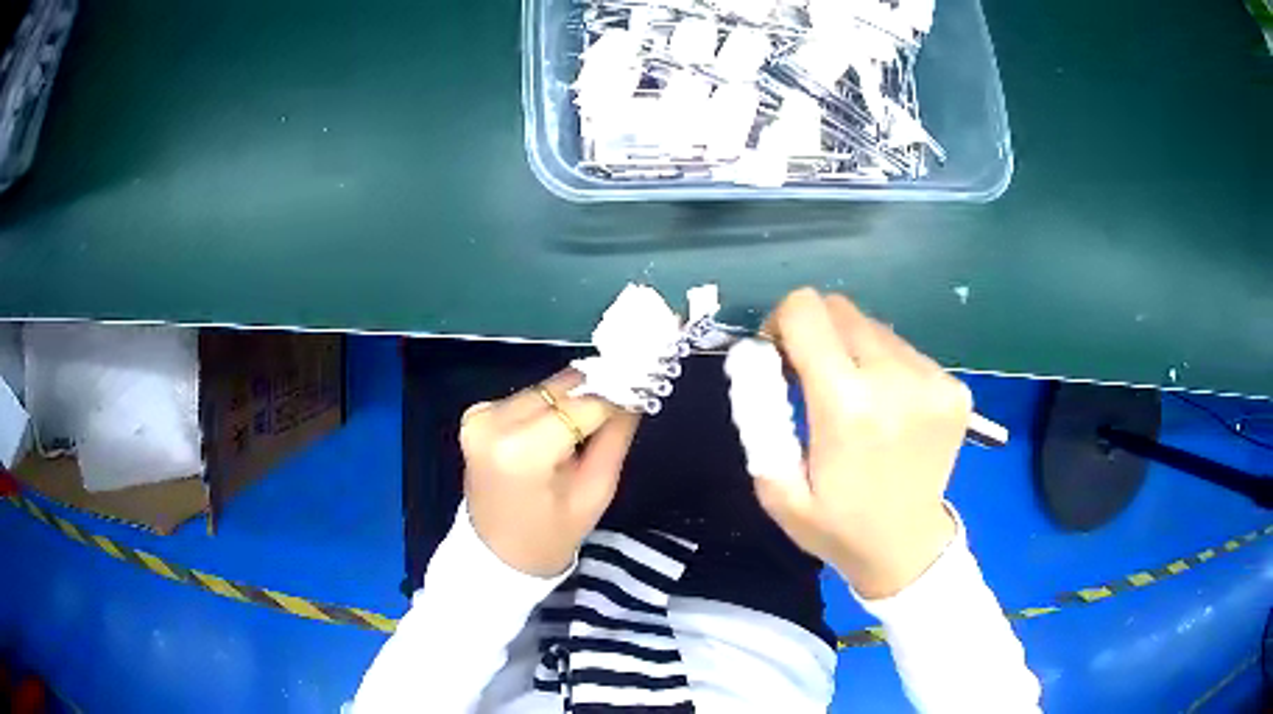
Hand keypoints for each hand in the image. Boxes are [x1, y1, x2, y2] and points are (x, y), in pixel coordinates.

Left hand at [459, 369, 640, 577]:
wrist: (497, 554)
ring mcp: (480, 415)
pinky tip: (555, 432)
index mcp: (522, 451)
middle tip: (623, 406)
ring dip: (570, 400)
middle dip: (594, 394)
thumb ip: (615, 437)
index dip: (617, 397)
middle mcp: (494, 422)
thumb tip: (635, 393)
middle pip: (561, 389)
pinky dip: (547, 408)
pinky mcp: (476, 414)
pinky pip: (526, 397)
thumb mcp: (595, 492)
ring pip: (545, 388)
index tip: (642, 395)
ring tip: (586, 427)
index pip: (583, 404)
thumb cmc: (551, 534)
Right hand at [754, 289, 971, 598]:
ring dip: (855, 351)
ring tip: (857, 400)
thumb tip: (754, 356)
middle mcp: (895, 380)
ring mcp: (933, 381)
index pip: (806, 311)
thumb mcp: (776, 488)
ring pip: (875, 328)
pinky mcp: (955, 388)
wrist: (907, 548)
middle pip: (842, 309)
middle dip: (817, 333)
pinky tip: (890, 411)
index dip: (782, 321)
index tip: (780, 353)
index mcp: (846, 406)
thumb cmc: (836, 525)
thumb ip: (758, 416)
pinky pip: (906, 351)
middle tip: (814, 377)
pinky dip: (888, 368)